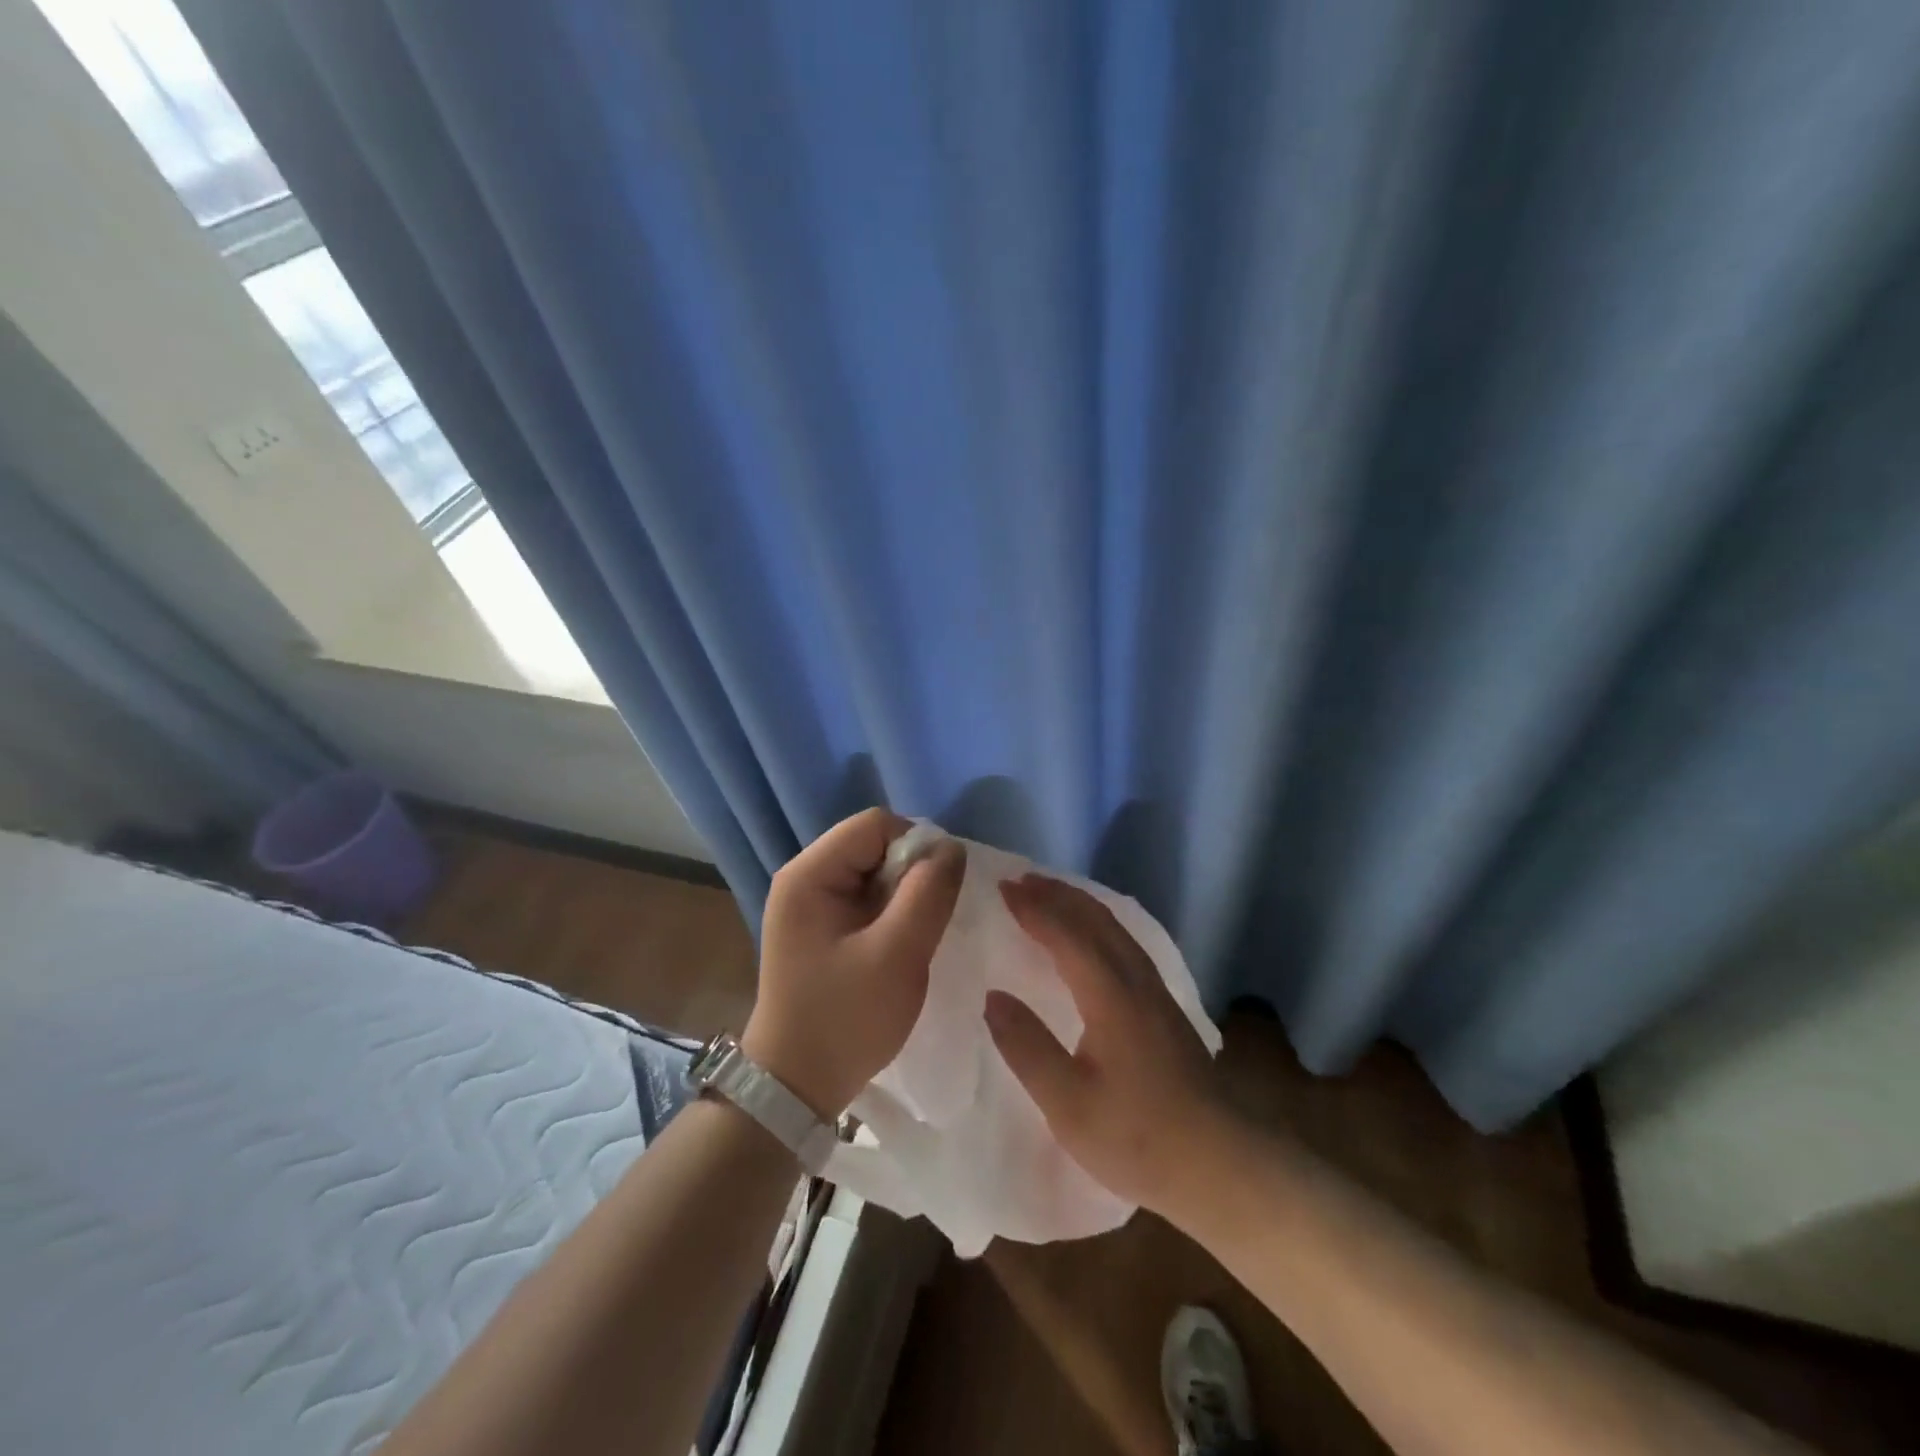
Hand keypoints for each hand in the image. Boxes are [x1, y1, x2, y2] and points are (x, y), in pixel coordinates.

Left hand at [743, 809, 965, 1119]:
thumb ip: (928, 893)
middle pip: (875, 845)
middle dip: (910, 875)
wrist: (796, 1085)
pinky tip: (899, 947)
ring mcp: (812, 903)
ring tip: (912, 940)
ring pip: (876, 872)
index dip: (915, 847)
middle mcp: (806, 877)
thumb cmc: (844, 1020)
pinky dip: (892, 914)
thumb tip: (951, 848)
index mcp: (810, 874)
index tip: (935, 893)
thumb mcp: (896, 955)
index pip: (876, 824)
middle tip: (924, 924)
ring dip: (904, 897)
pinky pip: (868, 898)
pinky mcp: (823, 927)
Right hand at [984, 874, 1232, 1214]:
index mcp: (1110, 996)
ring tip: (1048, 895)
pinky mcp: (1165, 1007)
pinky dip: (1097, 922)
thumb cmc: (1138, 1138)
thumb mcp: (1068, 1104)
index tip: (1003, 887)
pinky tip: (1090, 935)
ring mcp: (1156, 992)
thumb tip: (992, 996)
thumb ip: (1027, 1046)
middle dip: (1056, 894)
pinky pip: (1124, 942)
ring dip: (1078, 904)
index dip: (1034, 908)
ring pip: (1115, 928)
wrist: (1222, 1165)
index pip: (1067, 934)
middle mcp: (1135, 980)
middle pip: (1095, 919)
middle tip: (1019, 880)